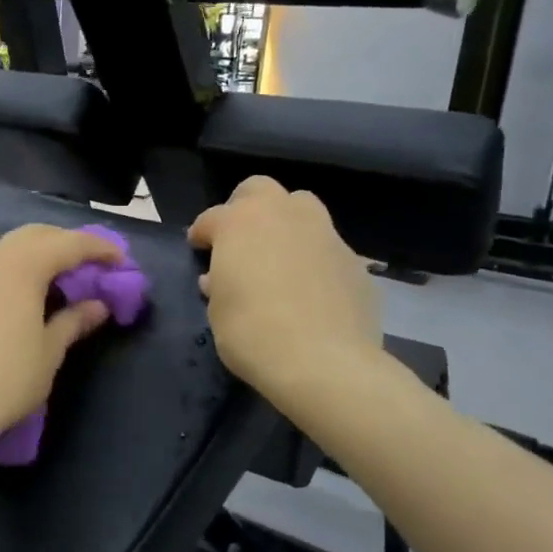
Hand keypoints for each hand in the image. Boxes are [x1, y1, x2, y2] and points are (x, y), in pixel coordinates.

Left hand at [0, 225, 122, 444]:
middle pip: (33, 236)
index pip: (67, 244)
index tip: (120, 261)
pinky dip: (8, 275)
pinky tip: (15, 301)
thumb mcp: (49, 351)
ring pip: (5, 251)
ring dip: (33, 257)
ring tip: (53, 281)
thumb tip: (96, 306)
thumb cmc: (7, 377)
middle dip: (64, 243)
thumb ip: (74, 320)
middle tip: (88, 264)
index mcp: (19, 266)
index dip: (98, 249)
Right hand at [188, 177, 383, 405]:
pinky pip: (327, 249)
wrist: (322, 362)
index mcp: (240, 223)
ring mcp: (324, 234)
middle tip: (239, 239)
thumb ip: (219, 285)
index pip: (212, 217)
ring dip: (286, 225)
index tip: (198, 248)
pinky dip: (314, 259)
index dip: (202, 233)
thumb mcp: (217, 311)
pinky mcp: (354, 261)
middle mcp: (283, 216)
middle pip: (260, 189)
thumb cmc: (252, 332)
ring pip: (303, 208)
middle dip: (246, 207)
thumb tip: (219, 279)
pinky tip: (310, 290)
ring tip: (278, 258)